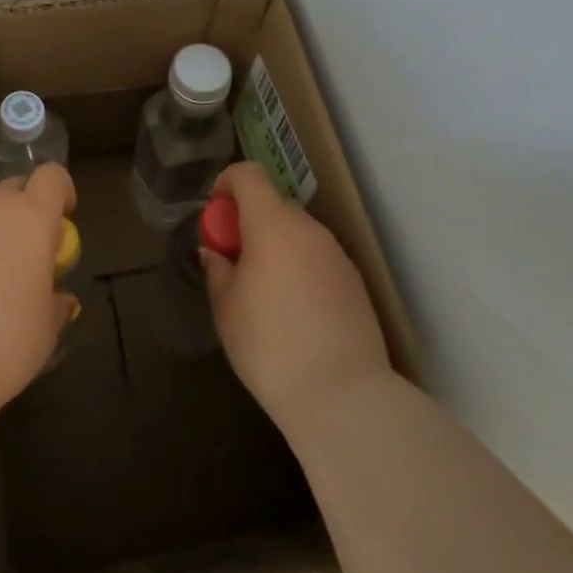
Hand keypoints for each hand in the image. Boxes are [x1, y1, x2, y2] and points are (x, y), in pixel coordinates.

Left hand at [0, 128, 77, 423]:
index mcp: (33, 219)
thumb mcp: (45, 332)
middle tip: (20, 247)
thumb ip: (55, 303)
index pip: (54, 180)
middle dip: (23, 208)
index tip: (62, 217)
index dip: (61, 192)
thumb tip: (60, 296)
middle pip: (15, 187)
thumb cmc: (1, 347)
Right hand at [202, 161, 390, 430]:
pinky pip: (318, 259)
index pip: (249, 175)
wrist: (344, 398)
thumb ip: (218, 270)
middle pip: (274, 205)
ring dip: (277, 246)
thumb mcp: (226, 308)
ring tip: (264, 292)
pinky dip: (300, 268)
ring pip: (298, 234)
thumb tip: (216, 253)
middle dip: (250, 223)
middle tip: (235, 262)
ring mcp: (337, 256)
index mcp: (273, 225)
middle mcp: (309, 230)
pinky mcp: (356, 284)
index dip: (227, 184)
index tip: (217, 216)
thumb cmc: (270, 347)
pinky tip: (295, 312)